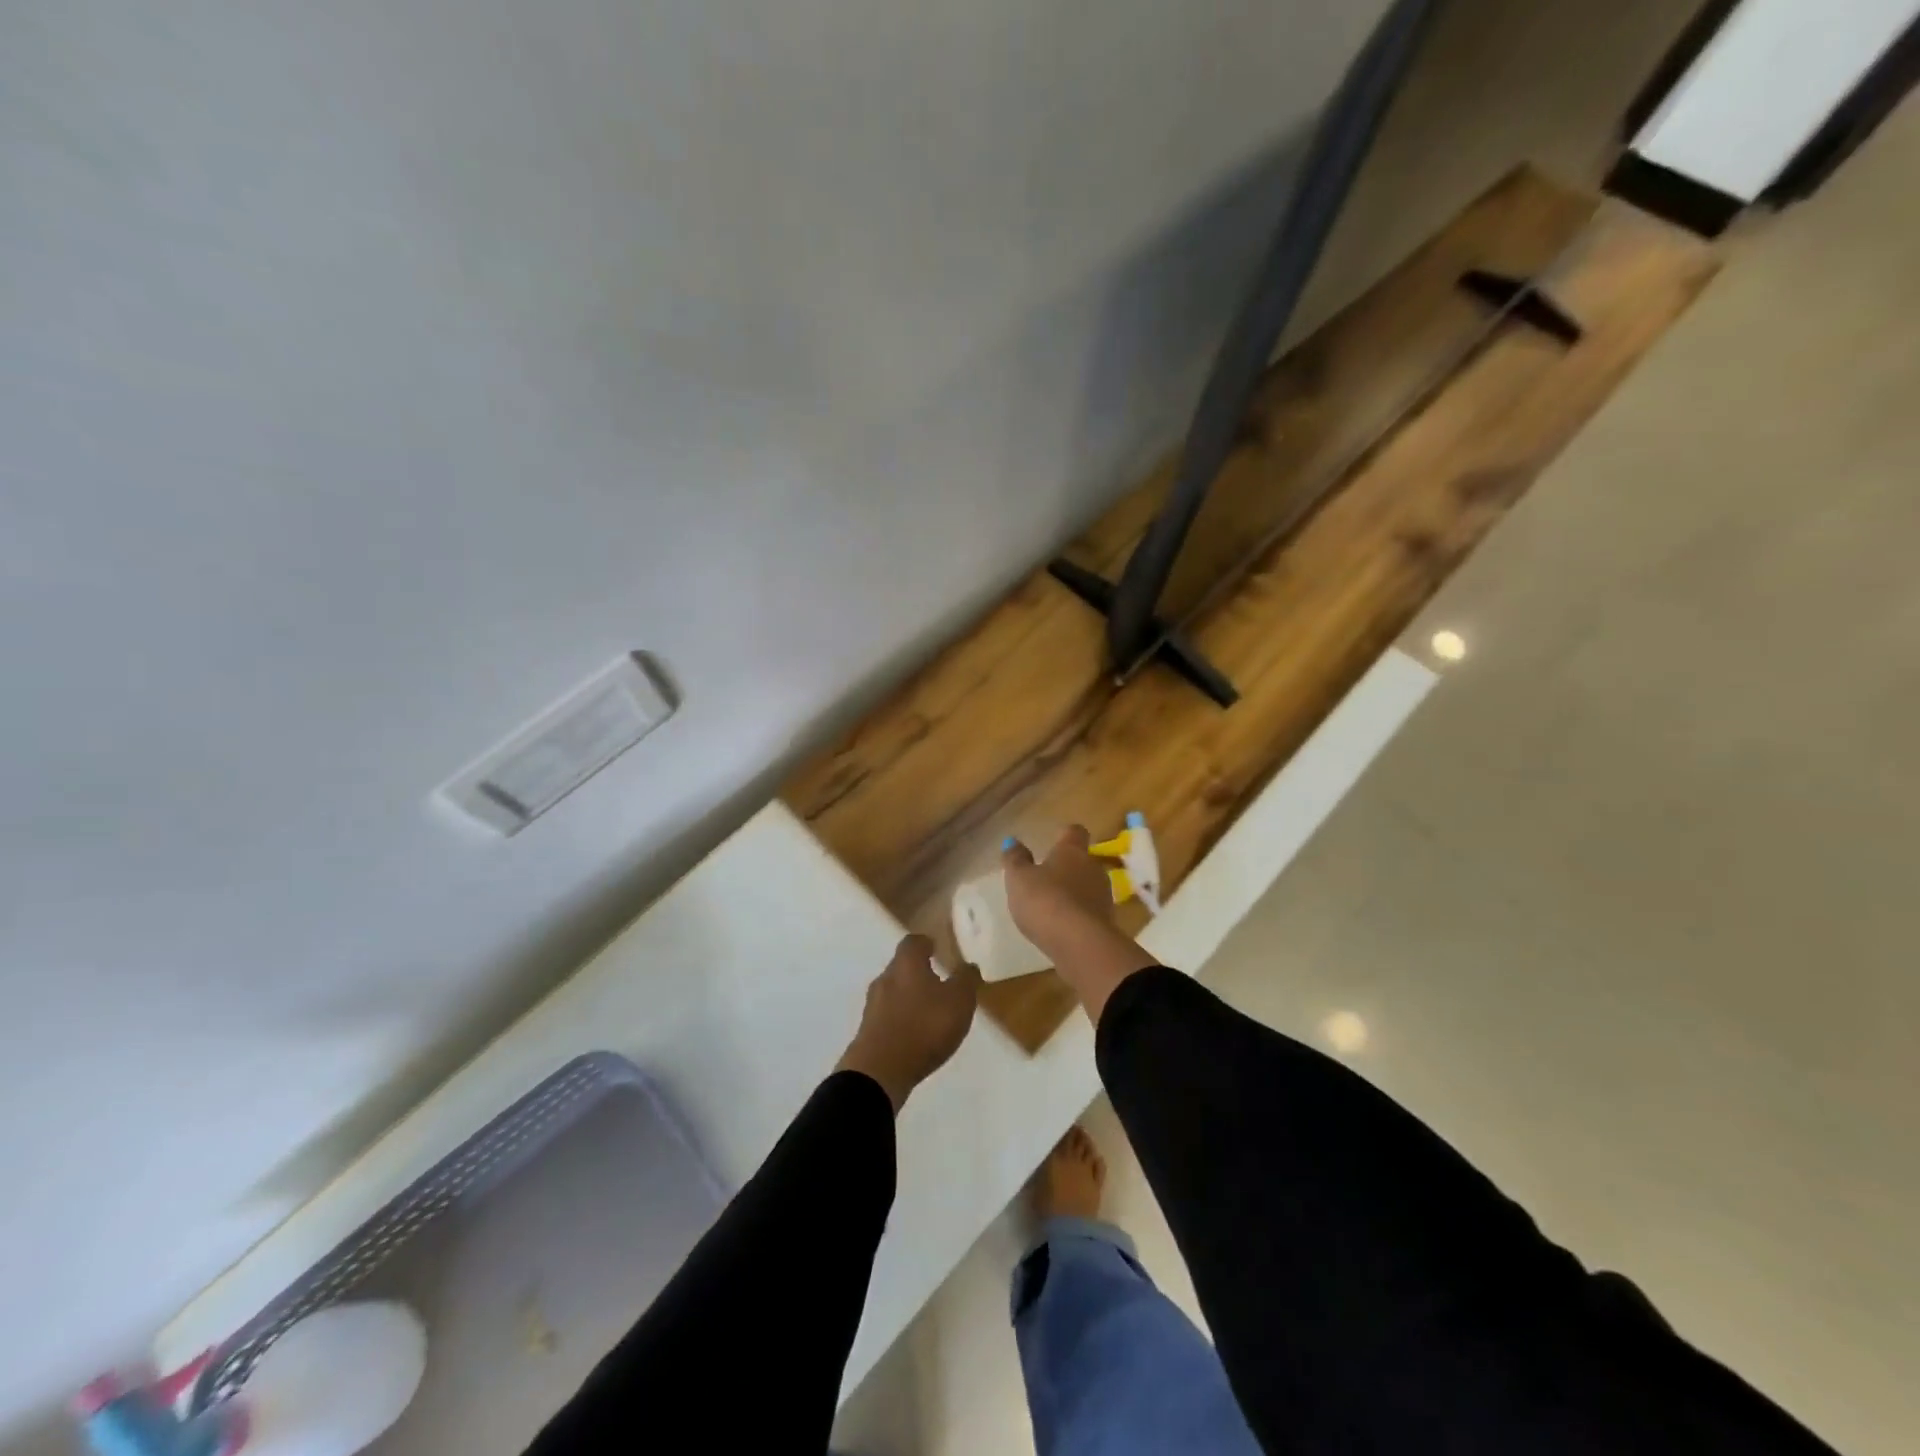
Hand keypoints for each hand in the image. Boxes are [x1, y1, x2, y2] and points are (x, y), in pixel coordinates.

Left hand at [836, 934, 982, 1112]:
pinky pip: (888, 1015)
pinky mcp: (868, 1030)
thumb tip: (968, 964)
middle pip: (901, 966)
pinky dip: (901, 1018)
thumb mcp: (959, 1001)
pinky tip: (915, 1033)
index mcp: (906, 963)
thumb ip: (965, 980)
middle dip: (918, 971)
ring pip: (894, 991)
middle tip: (939, 981)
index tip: (938, 948)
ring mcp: (873, 1005)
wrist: (881, 1070)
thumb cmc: (924, 1026)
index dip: (927, 943)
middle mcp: (885, 977)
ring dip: (910, 997)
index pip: (914, 942)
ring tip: (930, 1011)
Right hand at [1003, 827, 1156, 1022]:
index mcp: (1073, 851)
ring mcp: (1104, 897)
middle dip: (1068, 868)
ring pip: (1088, 887)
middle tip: (1047, 878)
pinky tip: (1062, 927)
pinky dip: (1078, 916)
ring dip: (1074, 893)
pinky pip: (1090, 912)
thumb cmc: (1045, 900)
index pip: (1075, 832)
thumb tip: (1012, 841)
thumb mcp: (1019, 878)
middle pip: (1083, 861)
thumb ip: (1015, 859)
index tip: (1054, 840)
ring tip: (1053, 905)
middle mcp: (1093, 868)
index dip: (1065, 835)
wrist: (1080, 944)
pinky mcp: (1106, 923)